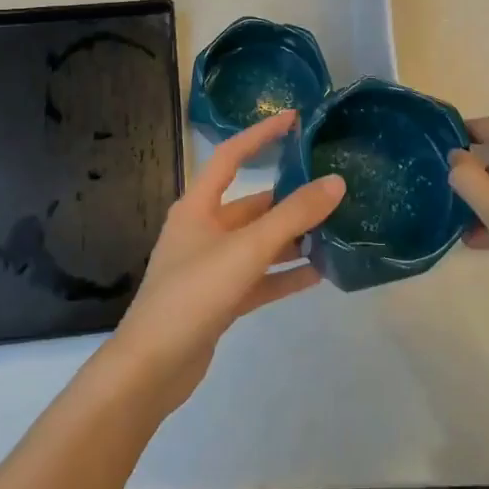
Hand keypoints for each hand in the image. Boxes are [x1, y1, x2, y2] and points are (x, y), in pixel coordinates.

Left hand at [107, 110, 344, 411]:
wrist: (152, 368)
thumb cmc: (193, 294)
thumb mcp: (247, 249)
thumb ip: (292, 216)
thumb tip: (336, 182)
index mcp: (197, 207)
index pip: (231, 156)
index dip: (261, 135)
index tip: (294, 120)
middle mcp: (203, 231)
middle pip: (252, 205)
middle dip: (289, 198)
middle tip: (332, 189)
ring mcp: (211, 267)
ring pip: (259, 243)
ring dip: (292, 238)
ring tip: (335, 230)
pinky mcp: (220, 300)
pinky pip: (260, 278)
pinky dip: (285, 274)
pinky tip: (319, 274)